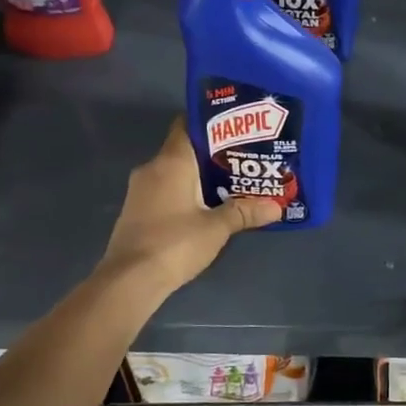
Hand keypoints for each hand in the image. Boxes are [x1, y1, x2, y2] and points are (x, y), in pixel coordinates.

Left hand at [99, 120, 280, 292]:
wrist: (129, 281)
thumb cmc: (174, 244)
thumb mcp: (216, 228)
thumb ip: (245, 212)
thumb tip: (276, 206)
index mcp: (171, 162)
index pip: (187, 126)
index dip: (211, 124)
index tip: (237, 129)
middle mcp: (152, 169)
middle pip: (185, 151)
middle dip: (213, 155)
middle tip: (244, 160)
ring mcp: (140, 191)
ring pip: (175, 173)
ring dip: (199, 177)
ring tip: (232, 184)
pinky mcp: (137, 211)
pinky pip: (166, 191)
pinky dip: (185, 194)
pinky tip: (207, 207)